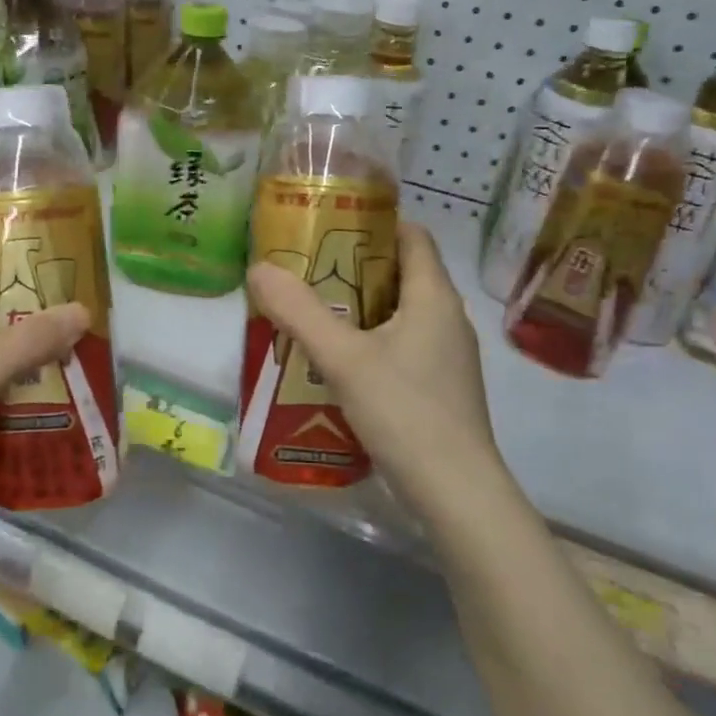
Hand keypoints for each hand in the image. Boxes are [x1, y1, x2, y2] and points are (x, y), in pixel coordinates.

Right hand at [246, 224, 498, 502]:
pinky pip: (401, 345)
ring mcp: (447, 356)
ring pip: (399, 313)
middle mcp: (447, 319)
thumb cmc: (405, 412)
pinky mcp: (439, 387)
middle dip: (353, 267)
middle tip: (305, 268)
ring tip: (311, 311)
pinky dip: (369, 340)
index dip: (374, 223)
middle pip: (401, 273)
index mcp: (435, 297)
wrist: (456, 492)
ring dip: (358, 307)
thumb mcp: (344, 358)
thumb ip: (299, 312)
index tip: (328, 224)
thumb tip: (259, 268)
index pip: (412, 236)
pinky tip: (335, 361)